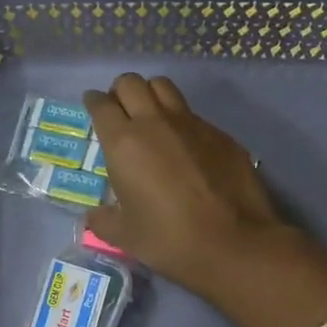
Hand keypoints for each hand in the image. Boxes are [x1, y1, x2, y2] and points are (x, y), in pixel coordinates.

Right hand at [84, 73, 287, 294]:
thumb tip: (95, 215)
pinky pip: (193, 114)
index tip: (93, 106)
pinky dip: (181, 121)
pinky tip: (185, 146)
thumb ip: (103, 220)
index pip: (101, 105)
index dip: (93, 102)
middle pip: (131, 83)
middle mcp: (155, 122)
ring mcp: (192, 124)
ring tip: (150, 116)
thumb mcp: (124, 236)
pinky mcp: (220, 134)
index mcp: (123, 143)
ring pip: (164, 87)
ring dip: (151, 94)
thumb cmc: (168, 239)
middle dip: (120, 91)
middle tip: (120, 110)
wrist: (233, 243)